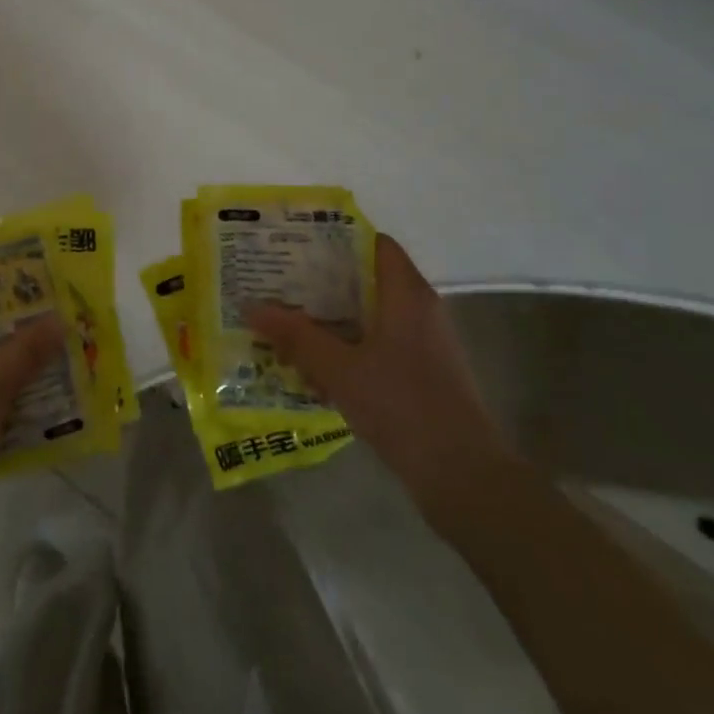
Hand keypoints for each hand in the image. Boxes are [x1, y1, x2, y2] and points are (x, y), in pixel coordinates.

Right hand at [245, 234, 515, 523]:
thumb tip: (251, 306)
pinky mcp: (421, 374)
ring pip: (369, 316)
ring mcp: (423, 344)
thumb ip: (296, 335)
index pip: (374, 244)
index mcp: (406, 295)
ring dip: (330, 318)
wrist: (462, 475)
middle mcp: (419, 311)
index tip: (295, 242)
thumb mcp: (339, 368)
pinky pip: (376, 346)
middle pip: (367, 279)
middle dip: (322, 280)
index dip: (336, 238)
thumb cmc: (402, 406)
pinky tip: (312, 364)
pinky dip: (346, 346)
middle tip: (277, 280)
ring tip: (285, 319)